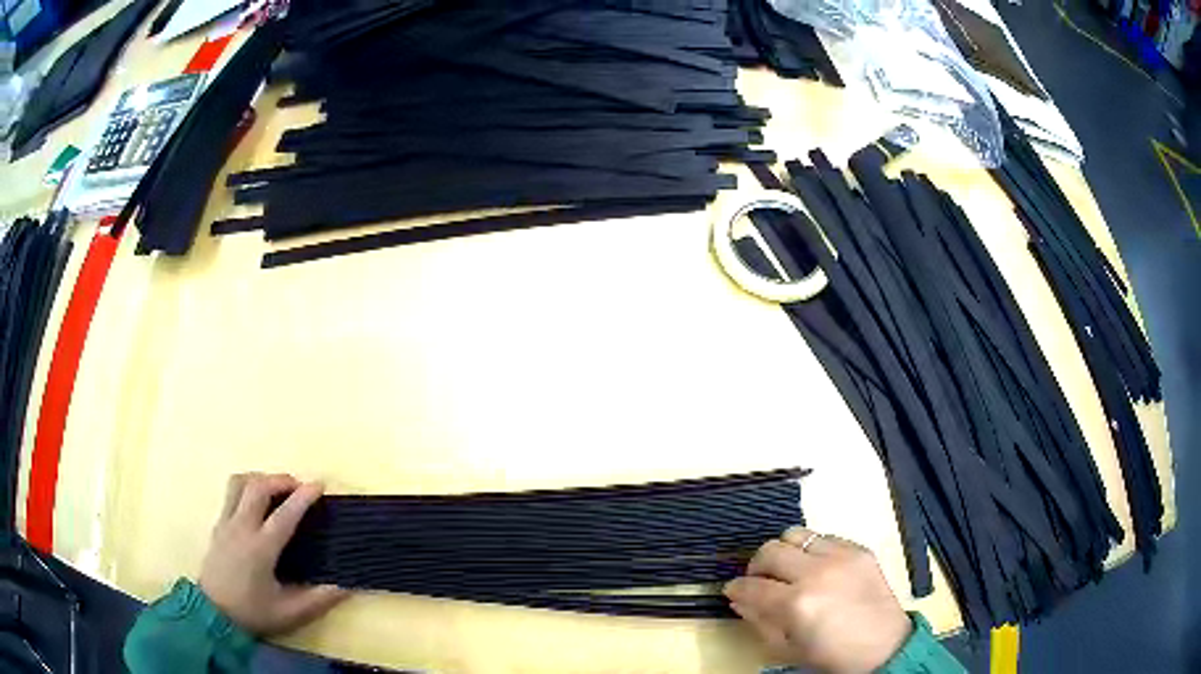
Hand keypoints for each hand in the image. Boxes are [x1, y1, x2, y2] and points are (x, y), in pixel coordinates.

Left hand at [199, 473, 347, 636]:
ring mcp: (226, 523)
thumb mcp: (290, 613)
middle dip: (281, 480)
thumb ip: (319, 599)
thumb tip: (346, 585)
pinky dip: (248, 489)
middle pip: (258, 487)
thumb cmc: (252, 612)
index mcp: (261, 548)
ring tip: (276, 489)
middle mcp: (241, 528)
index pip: (284, 514)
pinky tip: (257, 505)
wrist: (213, 614)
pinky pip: (231, 494)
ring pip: (240, 483)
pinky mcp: (218, 525)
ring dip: (261, 479)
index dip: (304, 497)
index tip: (319, 485)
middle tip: (299, 487)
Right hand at [724, 527, 911, 673]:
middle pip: (770, 551)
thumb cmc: (832, 656)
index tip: (732, 590)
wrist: (884, 647)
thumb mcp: (787, 649)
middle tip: (759, 580)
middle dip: (756, 566)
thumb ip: (759, 622)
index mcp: (796, 604)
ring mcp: (841, 557)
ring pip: (796, 534)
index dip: (735, 588)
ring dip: (784, 551)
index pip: (751, 586)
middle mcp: (816, 572)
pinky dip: (812, 550)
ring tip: (788, 569)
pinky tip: (817, 569)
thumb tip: (740, 601)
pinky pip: (825, 537)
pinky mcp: (859, 550)